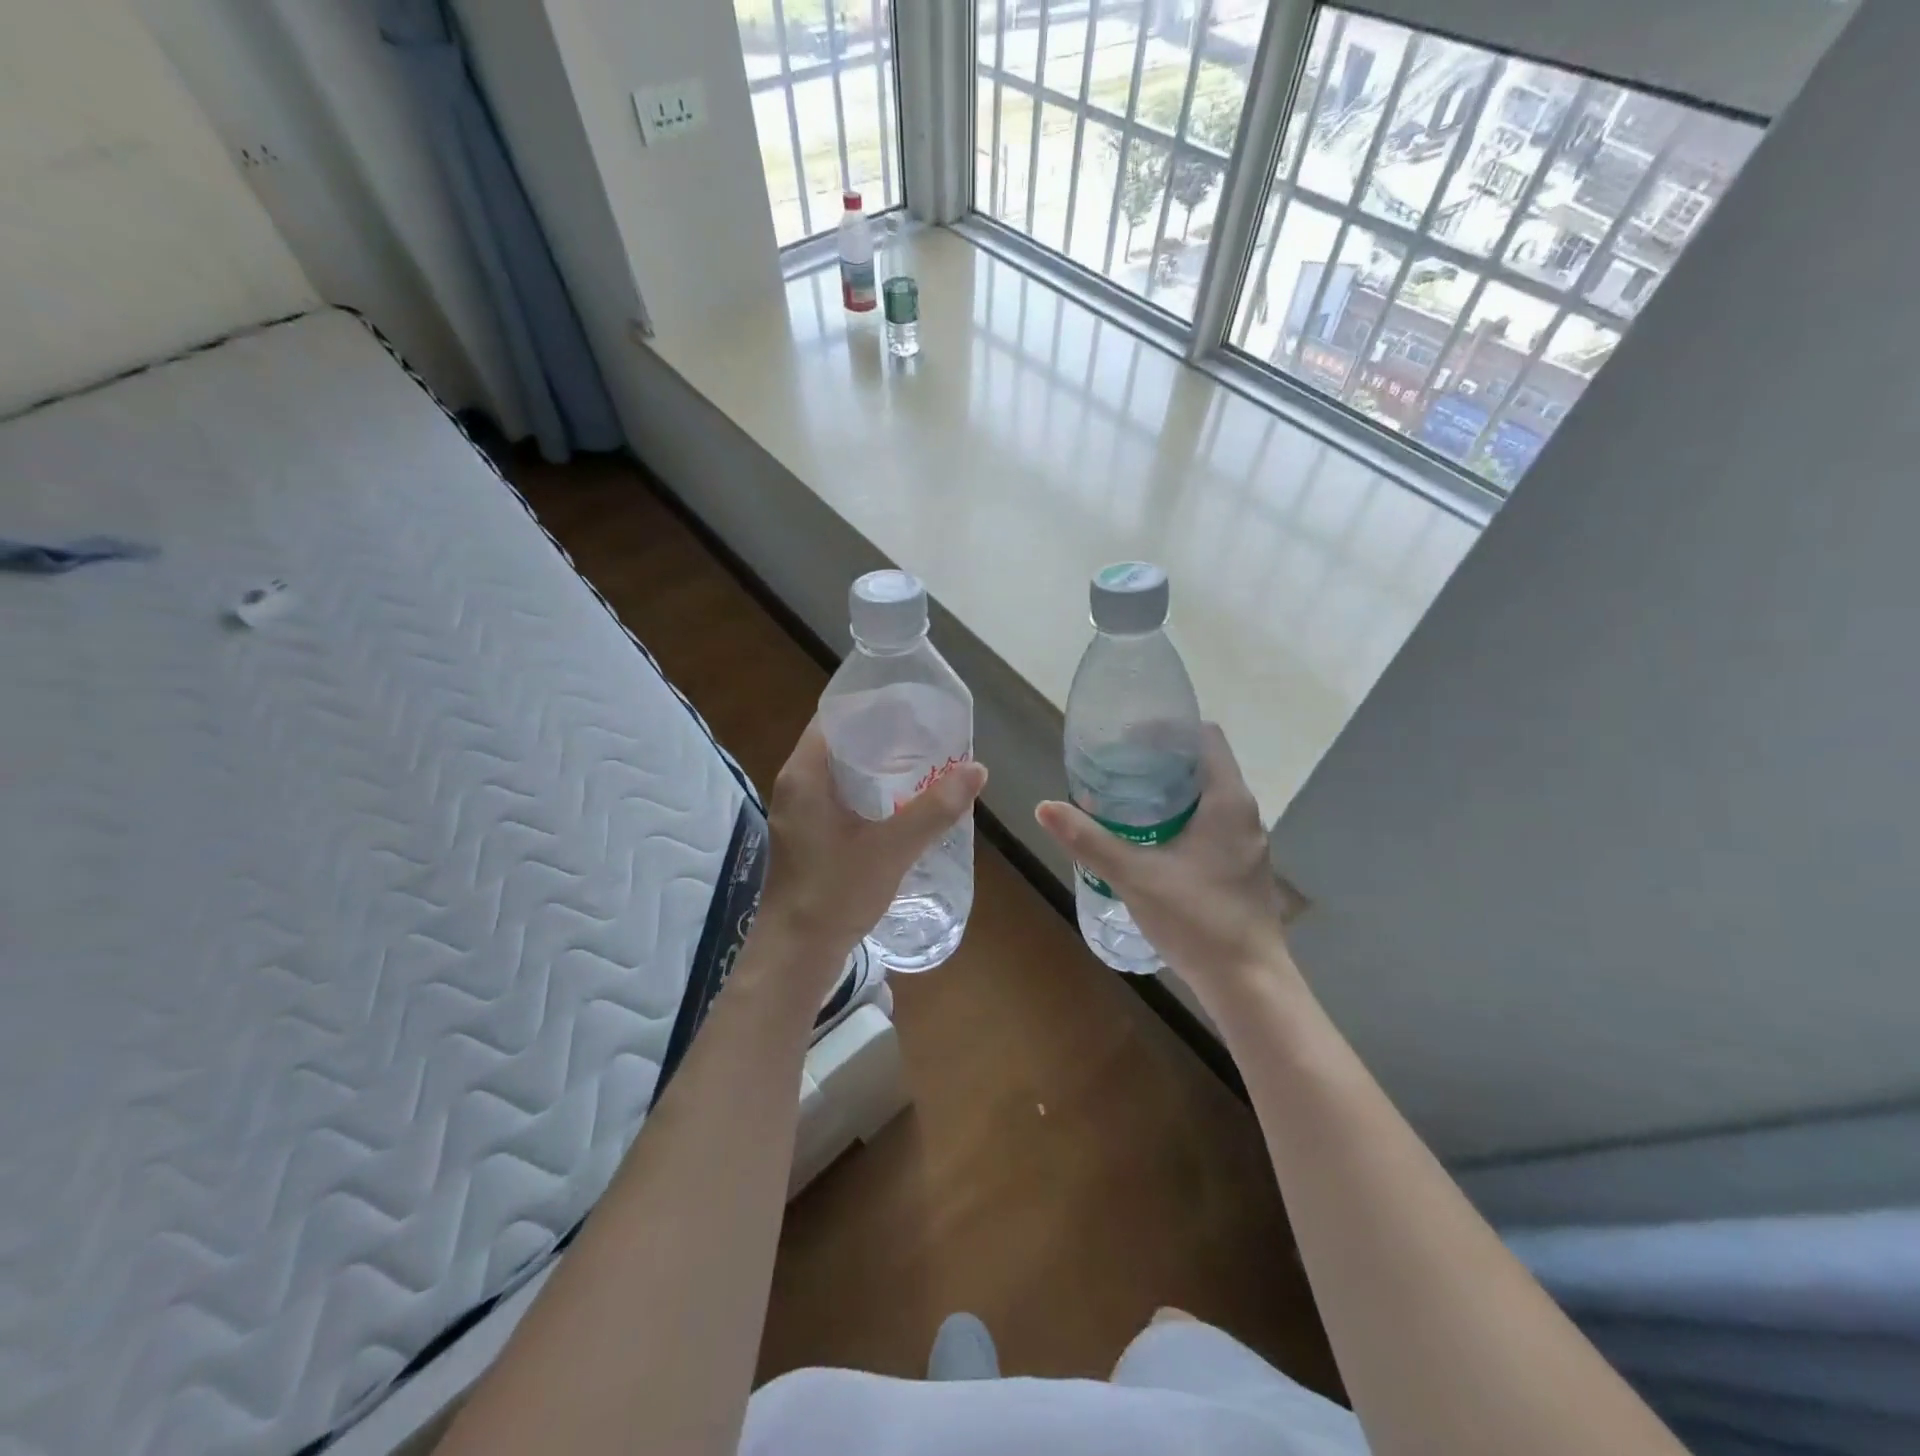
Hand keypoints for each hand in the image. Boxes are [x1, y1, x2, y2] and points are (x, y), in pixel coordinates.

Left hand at [756, 720, 986, 978]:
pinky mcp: (806, 835)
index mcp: (805, 774)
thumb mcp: (893, 847)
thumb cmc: (836, 892)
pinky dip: (867, 790)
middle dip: (882, 735)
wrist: (797, 954)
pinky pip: (838, 796)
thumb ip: (935, 808)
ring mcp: (798, 812)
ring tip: (921, 761)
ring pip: (839, 772)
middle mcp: (796, 785)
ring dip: (876, 765)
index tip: (913, 705)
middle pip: (839, 742)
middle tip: (927, 733)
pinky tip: (900, 802)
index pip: (836, 717)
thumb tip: (977, 769)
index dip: (873, 706)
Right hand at [1035, 724, 1294, 1008]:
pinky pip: (1210, 824)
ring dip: (1170, 792)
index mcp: (1227, 800)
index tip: (1128, 737)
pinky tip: (1149, 840)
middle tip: (1115, 767)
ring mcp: (1246, 843)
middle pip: (1202, 765)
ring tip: (1125, 799)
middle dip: (1160, 761)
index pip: (1205, 737)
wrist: (1248, 983)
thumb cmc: (1197, 920)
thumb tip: (1044, 807)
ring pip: (1206, 798)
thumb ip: (1089, 841)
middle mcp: (1244, 814)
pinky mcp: (1241, 867)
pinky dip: (1181, 819)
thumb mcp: (1135, 877)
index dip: (1168, 729)